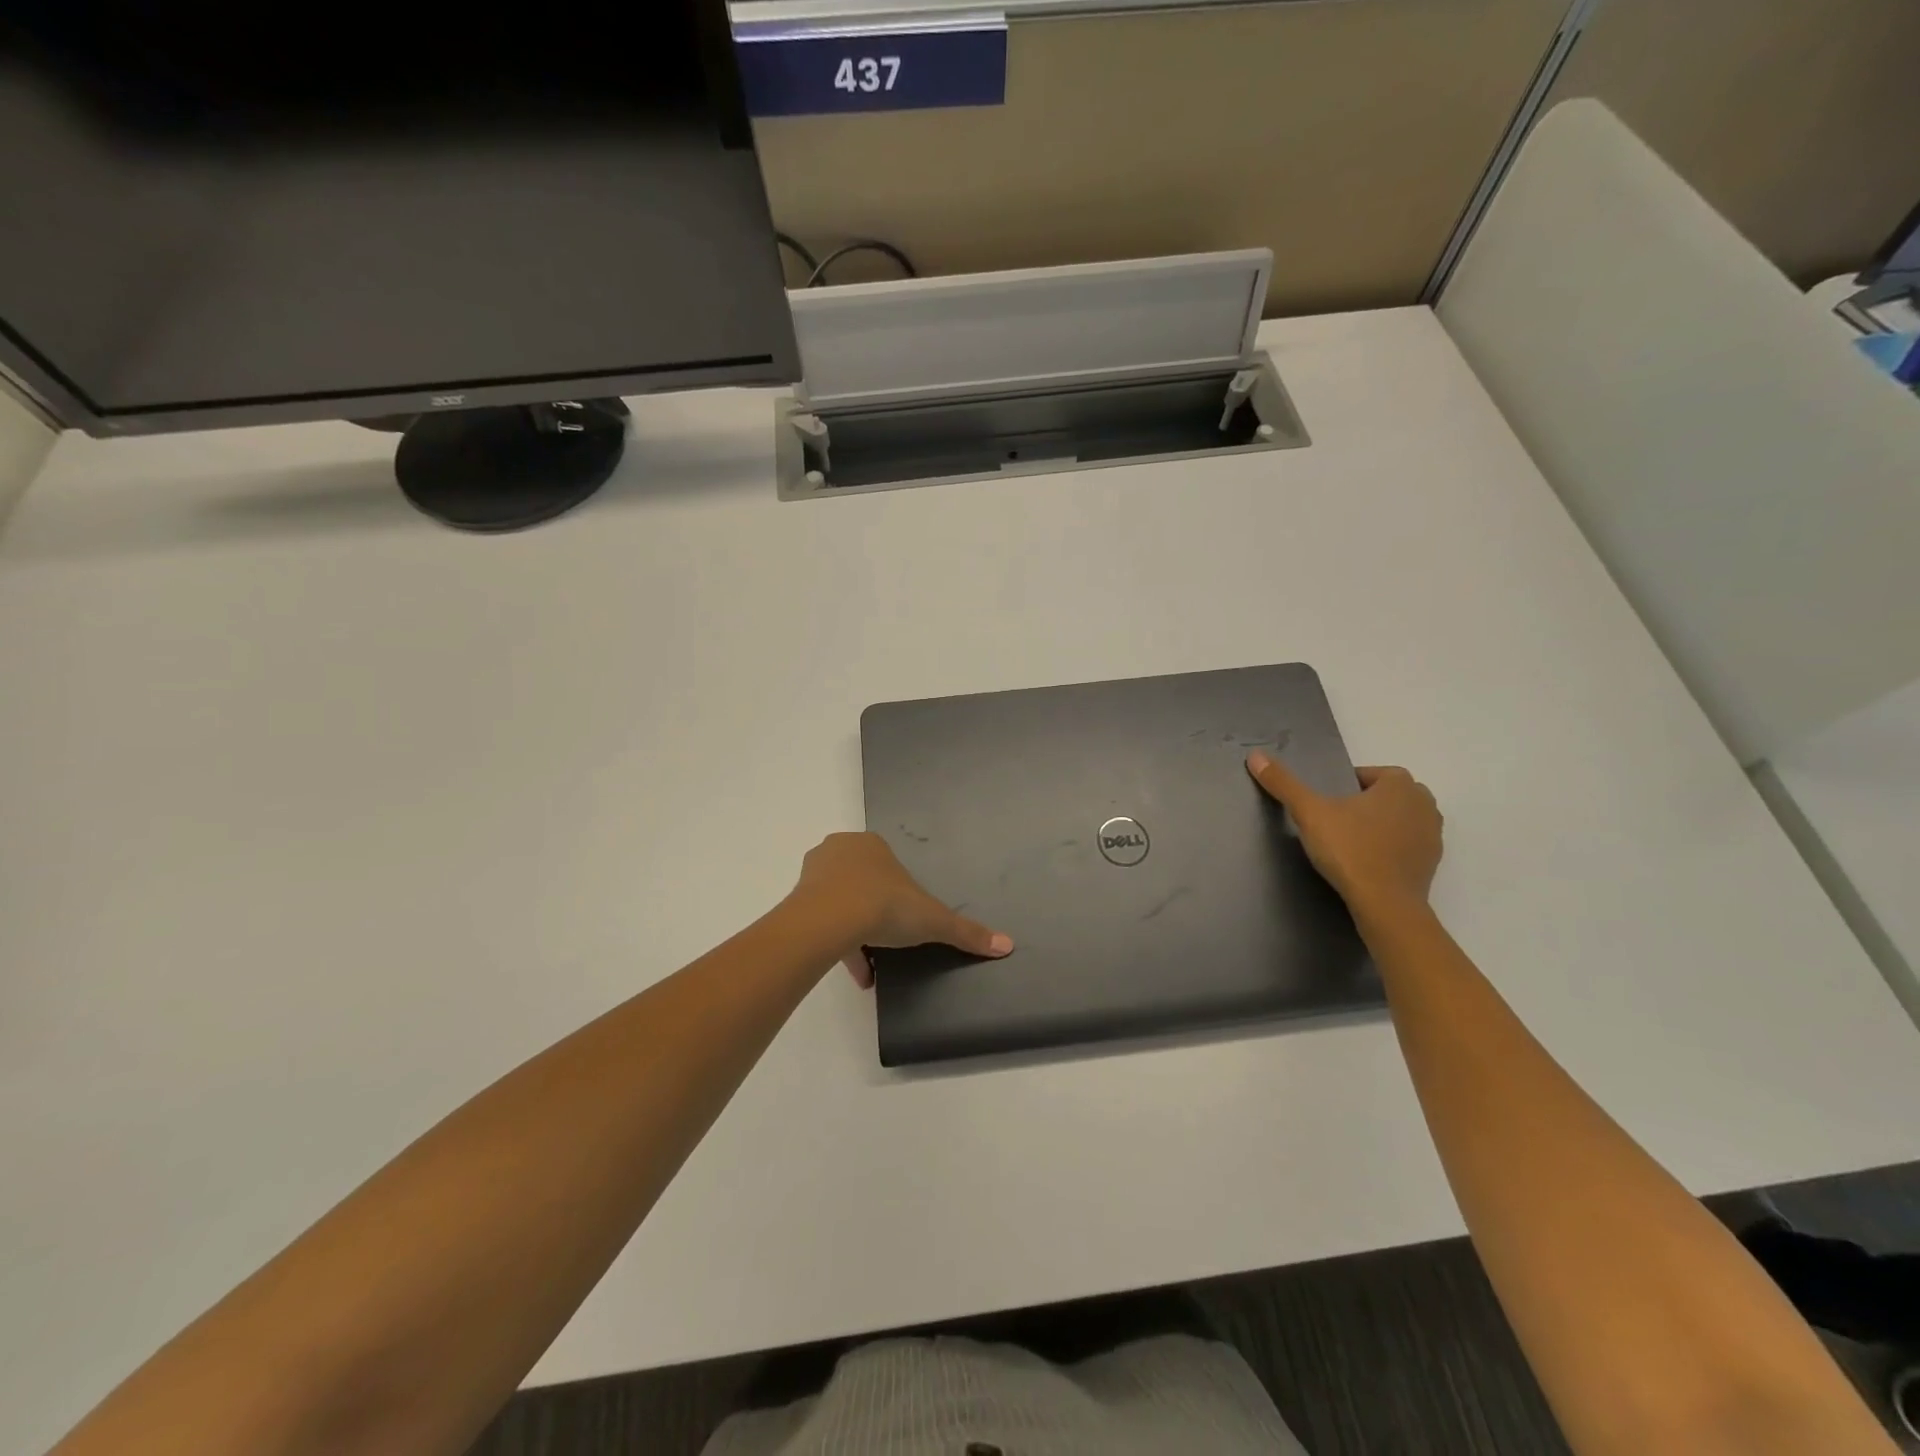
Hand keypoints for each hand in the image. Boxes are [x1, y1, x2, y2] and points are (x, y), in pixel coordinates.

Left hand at [789, 832, 1012, 987]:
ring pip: (839, 902)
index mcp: (872, 845)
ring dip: (855, 931)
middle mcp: (841, 851)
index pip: (888, 866)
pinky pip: (822, 922)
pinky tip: (858, 975)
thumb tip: (1008, 945)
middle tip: (889, 939)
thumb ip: (966, 931)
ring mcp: (814, 874)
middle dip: (875, 910)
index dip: (899, 894)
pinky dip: (839, 946)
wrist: (828, 921)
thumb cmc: (884, 906)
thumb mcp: (932, 920)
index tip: (906, 921)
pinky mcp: (797, 900)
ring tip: (873, 967)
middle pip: (862, 882)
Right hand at [1245, 752, 1442, 915]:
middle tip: (1336, 822)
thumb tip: (1255, 756)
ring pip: (1400, 819)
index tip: (1326, 806)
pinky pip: (1407, 844)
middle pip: (1387, 795)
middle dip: (1365, 803)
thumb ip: (1284, 784)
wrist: (1385, 905)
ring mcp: (1433, 834)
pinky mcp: (1433, 862)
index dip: (1345, 787)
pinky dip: (1390, 847)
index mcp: (1400, 784)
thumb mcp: (1309, 813)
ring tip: (1351, 842)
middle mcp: (1424, 803)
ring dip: (1380, 824)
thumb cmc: (1350, 850)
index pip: (1368, 774)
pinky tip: (1367, 862)